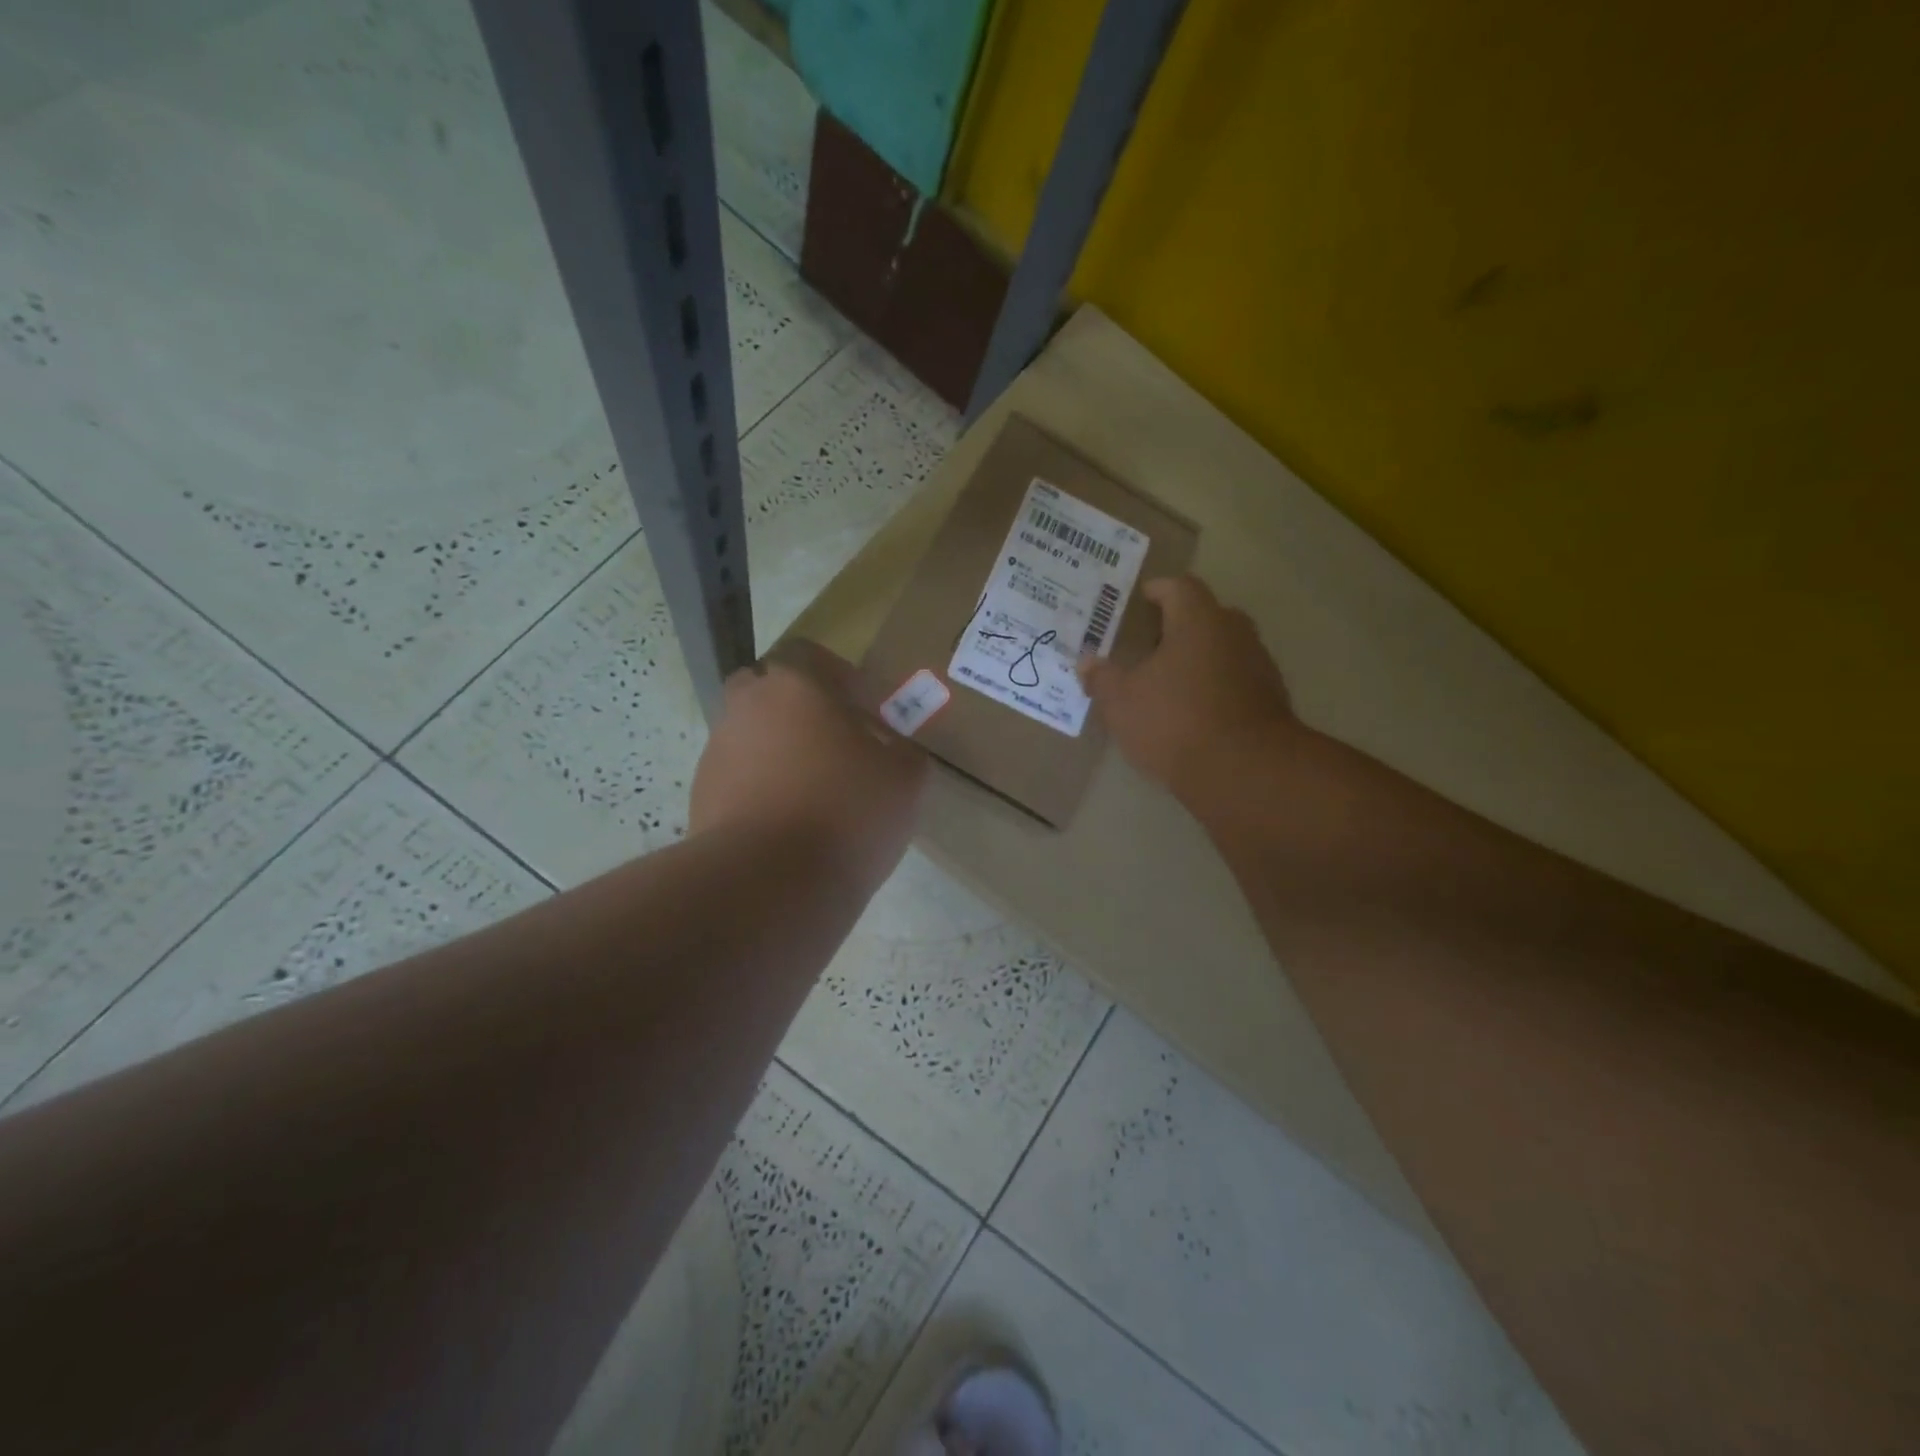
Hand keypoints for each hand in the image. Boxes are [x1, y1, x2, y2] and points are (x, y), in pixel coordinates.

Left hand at [690, 640, 926, 888]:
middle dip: (800, 711)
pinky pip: (738, 779)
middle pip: (770, 691)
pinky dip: (761, 790)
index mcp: (795, 685)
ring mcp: (717, 752)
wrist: (769, 883)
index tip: (864, 712)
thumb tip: (894, 749)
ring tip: (815, 795)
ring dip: (780, 752)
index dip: (840, 677)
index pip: (808, 654)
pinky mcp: (701, 797)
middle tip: (836, 746)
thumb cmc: (847, 812)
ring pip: (752, 736)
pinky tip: (789, 825)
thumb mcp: (906, 779)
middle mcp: (746, 707)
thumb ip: (905, 750)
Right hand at [1078, 576, 1296, 801]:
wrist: (1244, 771)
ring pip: (1223, 649)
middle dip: (1178, 626)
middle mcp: (1234, 633)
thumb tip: (1087, 663)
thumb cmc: (1174, 721)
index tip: (1140, 600)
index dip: (1157, 590)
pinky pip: (1236, 681)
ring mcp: (1258, 666)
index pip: (1179, 587)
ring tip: (1168, 681)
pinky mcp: (1270, 701)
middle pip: (1206, 616)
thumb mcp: (1121, 702)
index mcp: (1198, 620)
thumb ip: (1102, 678)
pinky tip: (1193, 712)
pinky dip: (1215, 688)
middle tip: (1149, 643)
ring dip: (1198, 659)